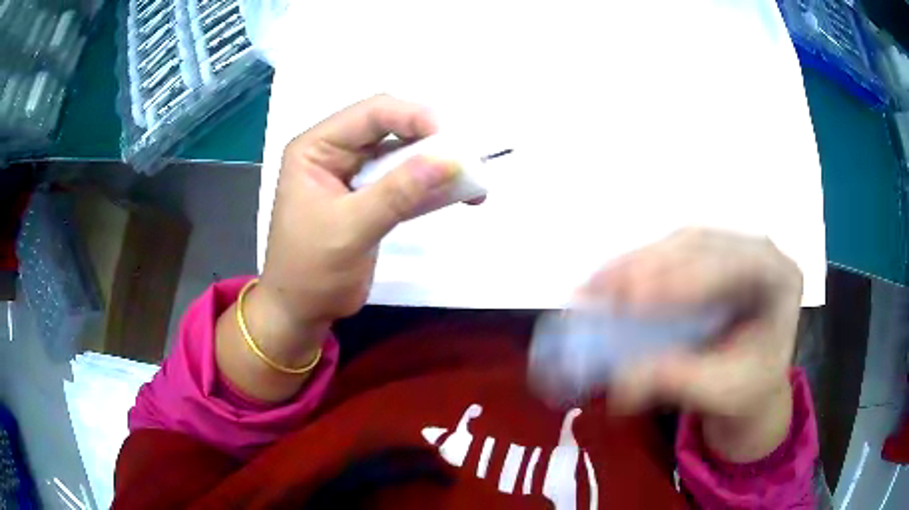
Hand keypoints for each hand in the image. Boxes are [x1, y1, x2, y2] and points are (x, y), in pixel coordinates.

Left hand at [259, 95, 464, 328]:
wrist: (302, 310)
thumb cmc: (310, 270)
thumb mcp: (351, 228)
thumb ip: (398, 192)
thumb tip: (450, 160)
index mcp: (316, 147)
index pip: (372, 113)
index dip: (414, 117)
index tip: (452, 140)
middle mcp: (335, 151)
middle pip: (391, 128)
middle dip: (431, 141)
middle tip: (468, 159)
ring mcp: (354, 174)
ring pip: (403, 154)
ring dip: (436, 164)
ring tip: (472, 180)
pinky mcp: (370, 197)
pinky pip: (405, 180)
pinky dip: (431, 186)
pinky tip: (459, 195)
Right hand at [581, 229, 802, 460]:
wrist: (753, 378)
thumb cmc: (748, 385)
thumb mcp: (722, 391)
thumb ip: (679, 382)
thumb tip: (622, 383)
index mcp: (780, 279)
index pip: (737, 266)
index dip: (688, 278)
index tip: (638, 299)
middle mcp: (756, 252)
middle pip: (702, 246)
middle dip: (649, 267)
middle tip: (601, 290)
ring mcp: (731, 249)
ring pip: (680, 243)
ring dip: (635, 263)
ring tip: (594, 285)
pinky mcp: (706, 257)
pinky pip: (669, 252)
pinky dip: (635, 266)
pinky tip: (608, 280)